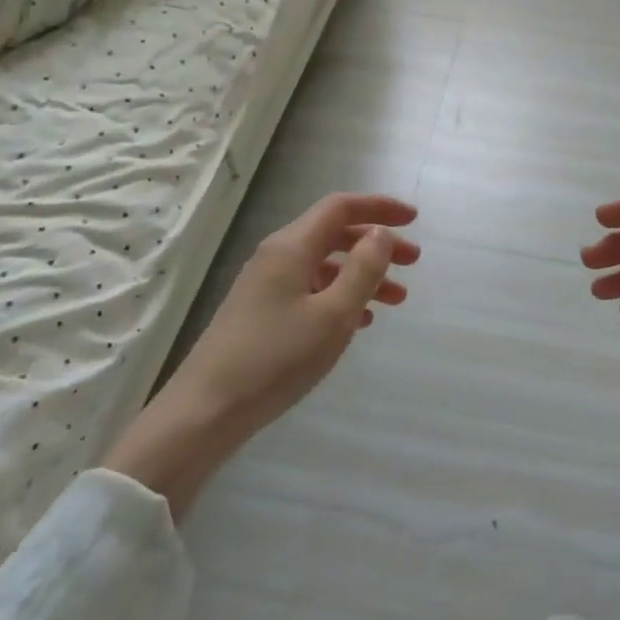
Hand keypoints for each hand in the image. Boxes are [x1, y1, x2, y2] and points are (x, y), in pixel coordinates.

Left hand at [105, 193, 418, 516]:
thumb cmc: (275, 359)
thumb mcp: (333, 315)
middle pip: (335, 234)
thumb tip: (380, 234)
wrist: (205, 412)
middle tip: (414, 262)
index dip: (379, 207)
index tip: (414, 219)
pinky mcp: (262, 314)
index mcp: (292, 247)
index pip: (340, 208)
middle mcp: (278, 257)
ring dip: (363, 275)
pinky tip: (361, 321)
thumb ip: (363, 270)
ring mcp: (267, 286)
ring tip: (397, 299)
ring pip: (326, 266)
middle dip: (377, 243)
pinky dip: (341, 296)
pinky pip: (311, 290)